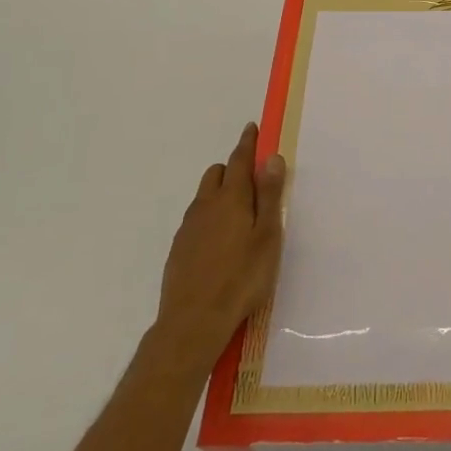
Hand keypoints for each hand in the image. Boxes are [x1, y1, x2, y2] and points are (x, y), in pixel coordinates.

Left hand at [152, 123, 286, 364]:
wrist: (193, 322)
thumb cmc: (242, 277)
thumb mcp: (267, 235)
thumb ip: (270, 196)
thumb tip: (271, 158)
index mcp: (232, 198)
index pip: (240, 160)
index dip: (247, 143)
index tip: (251, 128)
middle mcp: (206, 206)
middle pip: (217, 173)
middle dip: (233, 168)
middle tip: (252, 180)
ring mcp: (188, 228)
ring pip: (204, 196)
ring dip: (220, 192)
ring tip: (239, 213)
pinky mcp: (178, 249)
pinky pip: (196, 219)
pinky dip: (209, 216)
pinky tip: (220, 241)